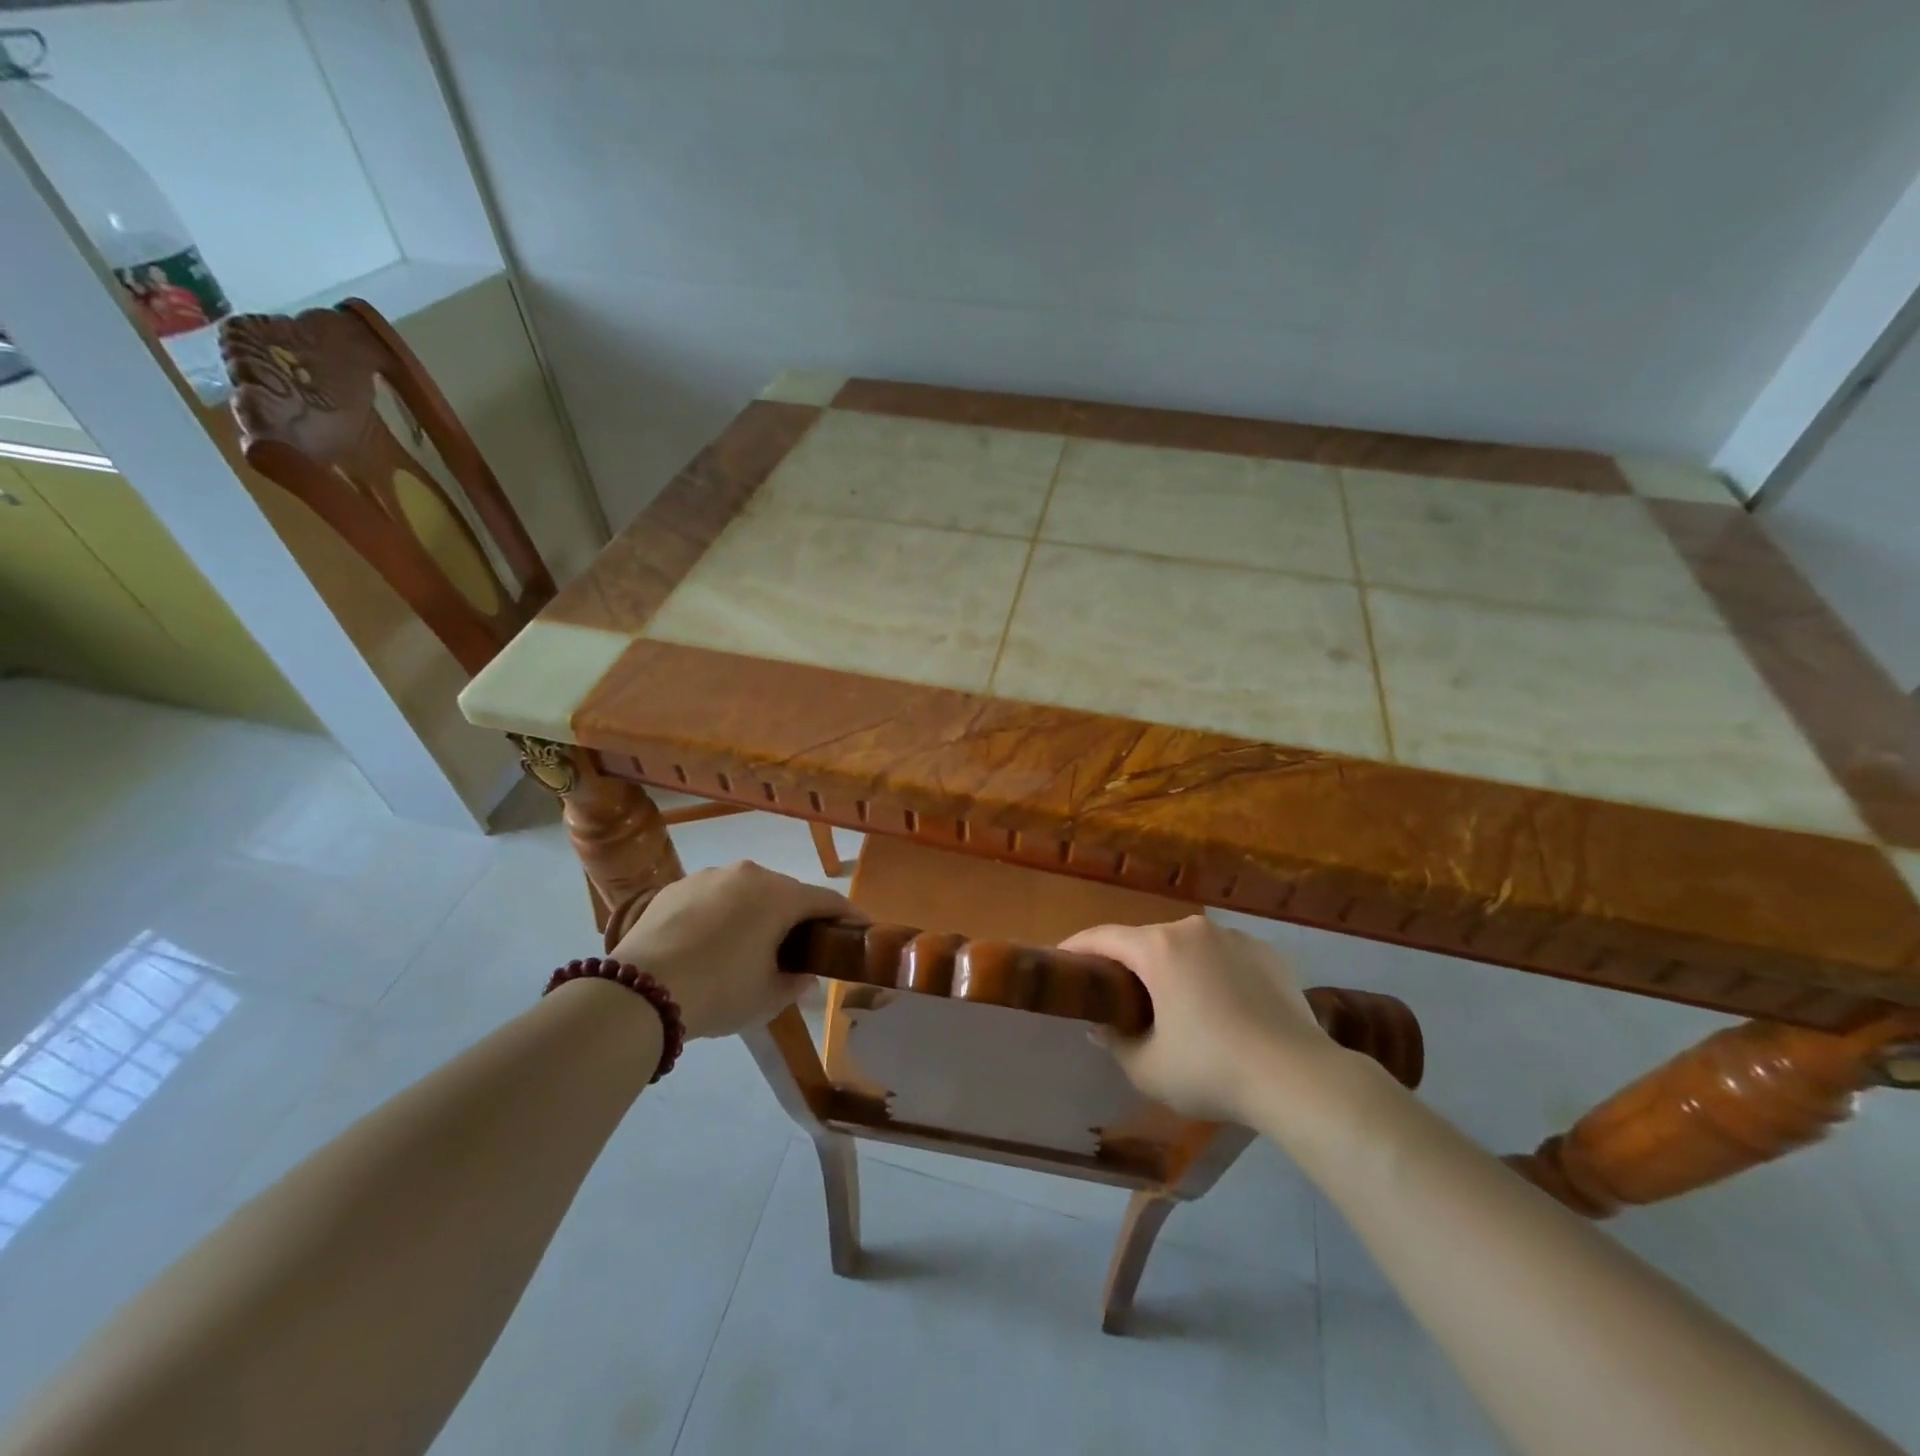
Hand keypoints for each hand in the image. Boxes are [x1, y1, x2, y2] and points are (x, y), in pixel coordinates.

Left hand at [608, 861, 857, 1038]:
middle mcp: (749, 873)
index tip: (861, 929)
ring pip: (747, 891)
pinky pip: (713, 896)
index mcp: (780, 895)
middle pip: (787, 892)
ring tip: (749, 944)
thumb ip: (797, 982)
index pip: (827, 900)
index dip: (849, 916)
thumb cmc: (719, 991)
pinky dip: (722, 914)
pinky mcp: (675, 886)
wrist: (639, 991)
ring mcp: (709, 875)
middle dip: (798, 916)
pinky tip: (709, 943)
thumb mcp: (768, 997)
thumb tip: (805, 975)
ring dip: (757, 912)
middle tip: (800, 946)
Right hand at [1059, 916, 1336, 1122]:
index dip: (1077, 947)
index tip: (1061, 960)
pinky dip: (1212, 973)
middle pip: (1147, 941)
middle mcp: (1194, 930)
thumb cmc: (1212, 1070)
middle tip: (1120, 995)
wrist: (1299, 1078)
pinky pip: (1225, 957)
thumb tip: (1104, 1025)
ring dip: (1174, 967)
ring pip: (1188, 947)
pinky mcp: (1268, 954)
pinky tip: (1221, 1007)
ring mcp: (1235, 938)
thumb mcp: (1148, 1068)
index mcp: (1159, 948)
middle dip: (1130, 963)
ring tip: (1176, 1003)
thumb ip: (1115, 1042)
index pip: (1103, 937)